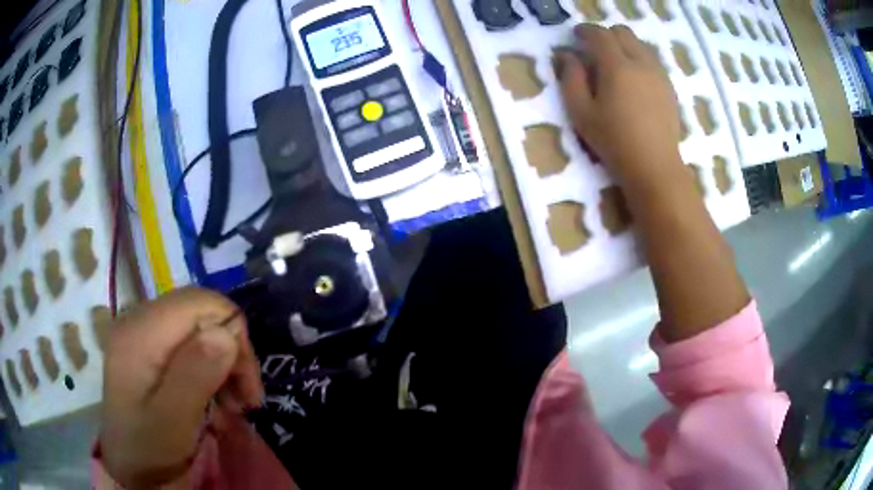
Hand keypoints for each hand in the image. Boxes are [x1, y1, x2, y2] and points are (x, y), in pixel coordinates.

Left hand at [99, 287, 262, 488]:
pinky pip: (189, 346)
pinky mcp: (149, 348)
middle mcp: (140, 321)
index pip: (200, 304)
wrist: (129, 466)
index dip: (233, 335)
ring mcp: (143, 333)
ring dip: (222, 367)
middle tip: (246, 401)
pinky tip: (213, 405)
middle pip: (201, 315)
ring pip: (199, 330)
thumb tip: (226, 333)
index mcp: (141, 333)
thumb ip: (194, 376)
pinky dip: (209, 372)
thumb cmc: (148, 448)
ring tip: (230, 409)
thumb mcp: (172, 422)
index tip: (247, 386)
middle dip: (231, 354)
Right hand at [555, 24, 682, 187]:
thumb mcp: (581, 112)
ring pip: (640, 44)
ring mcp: (659, 74)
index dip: (585, 31)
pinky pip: (653, 61)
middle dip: (606, 34)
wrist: (654, 166)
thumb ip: (571, 78)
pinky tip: (634, 78)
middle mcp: (641, 63)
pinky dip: (639, 59)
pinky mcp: (669, 88)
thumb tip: (566, 55)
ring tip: (615, 63)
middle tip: (594, 49)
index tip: (576, 36)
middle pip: (623, 33)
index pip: (600, 34)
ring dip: (624, 45)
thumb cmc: (614, 141)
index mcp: (617, 66)